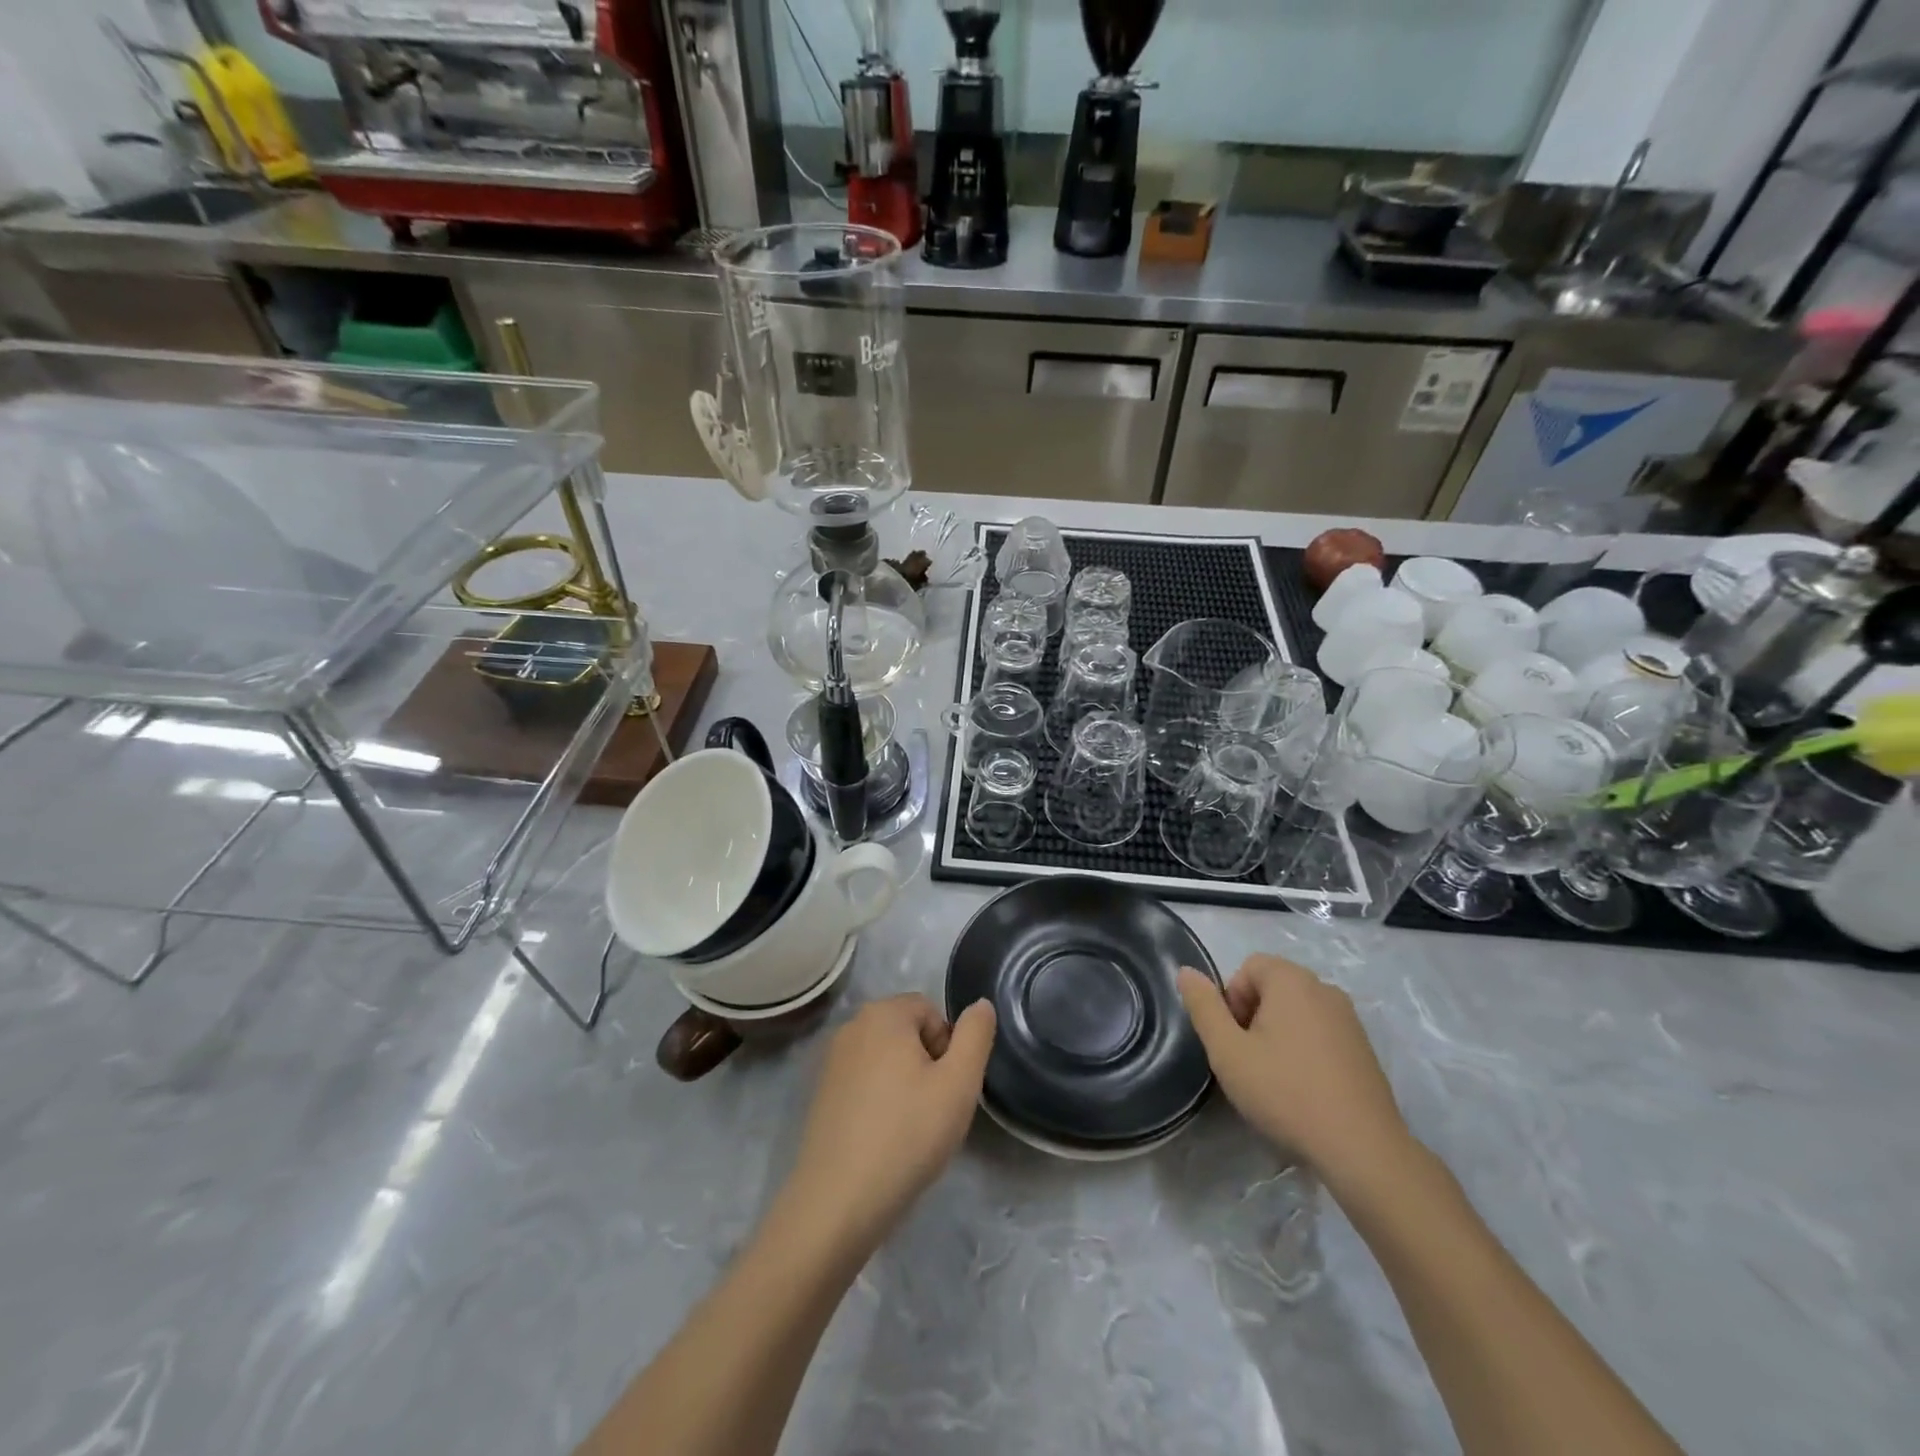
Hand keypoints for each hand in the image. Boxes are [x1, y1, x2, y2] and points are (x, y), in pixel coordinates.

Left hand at [781, 994, 996, 1255]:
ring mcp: (832, 1061)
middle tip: (933, 1110)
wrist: (838, 1202)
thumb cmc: (907, 1135)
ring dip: (905, 1084)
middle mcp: (852, 1026)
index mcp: (883, 1013)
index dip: (948, 1048)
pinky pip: (864, 1082)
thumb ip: (976, 1035)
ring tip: (909, 1129)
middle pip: (908, 1032)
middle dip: (927, 1064)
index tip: (947, 1089)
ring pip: (887, 1059)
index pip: (931, 1010)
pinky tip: (883, 1140)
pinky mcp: (821, 1093)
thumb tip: (980, 1004)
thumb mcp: (959, 1083)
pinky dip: (879, 1101)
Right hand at [1178, 955, 1411, 1189]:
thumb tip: (1185, 971)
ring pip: (1297, 1013)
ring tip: (1273, 1079)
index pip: (1248, 968)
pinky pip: (1321, 1034)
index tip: (1233, 1040)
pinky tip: (1303, 1090)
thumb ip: (1203, 1007)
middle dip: (1253, 1017)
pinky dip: (1305, 1051)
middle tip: (1248, 1061)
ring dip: (1278, 1035)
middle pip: (1273, 988)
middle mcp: (1325, 989)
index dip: (1231, 1000)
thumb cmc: (1286, 1092)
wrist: (1362, 1150)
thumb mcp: (1228, 1051)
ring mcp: (1350, 1020)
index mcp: (1292, 981)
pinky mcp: (1365, 1049)